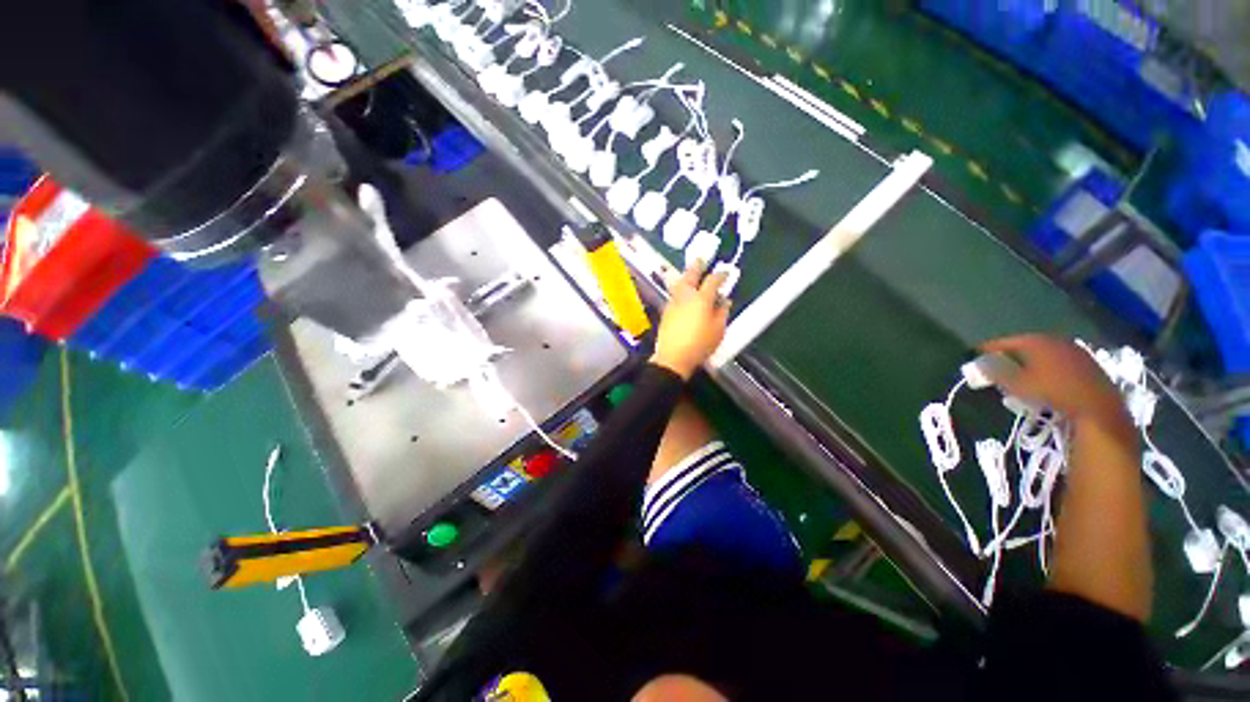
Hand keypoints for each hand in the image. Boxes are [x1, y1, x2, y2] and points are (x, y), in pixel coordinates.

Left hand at [651, 261, 729, 379]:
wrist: (673, 357)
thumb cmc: (700, 345)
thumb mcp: (718, 331)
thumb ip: (722, 313)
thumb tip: (725, 302)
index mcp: (702, 299)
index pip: (712, 281)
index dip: (720, 275)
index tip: (726, 273)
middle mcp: (686, 297)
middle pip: (690, 276)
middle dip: (696, 266)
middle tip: (700, 259)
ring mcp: (673, 303)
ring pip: (679, 284)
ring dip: (685, 277)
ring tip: (689, 275)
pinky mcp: (666, 312)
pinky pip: (674, 295)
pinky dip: (680, 290)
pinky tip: (683, 295)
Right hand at [981, 334, 1131, 433]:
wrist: (1097, 406)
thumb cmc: (1052, 392)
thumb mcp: (1017, 385)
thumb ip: (996, 373)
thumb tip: (978, 364)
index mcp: (1035, 341)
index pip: (1005, 341)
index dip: (989, 348)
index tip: (976, 354)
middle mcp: (1055, 340)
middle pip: (1026, 344)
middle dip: (1011, 353)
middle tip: (997, 363)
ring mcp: (1073, 350)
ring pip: (1044, 352)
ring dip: (1030, 360)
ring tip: (1019, 371)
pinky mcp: (1086, 362)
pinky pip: (1059, 359)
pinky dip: (1047, 365)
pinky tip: (1044, 377)